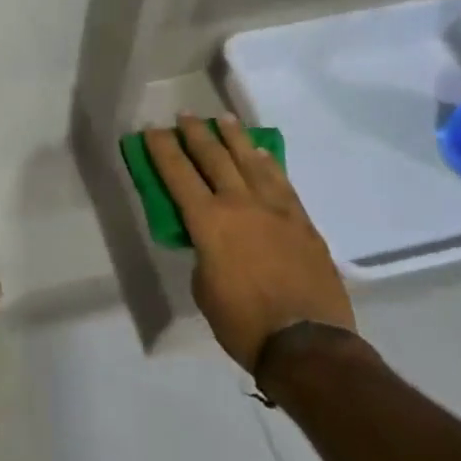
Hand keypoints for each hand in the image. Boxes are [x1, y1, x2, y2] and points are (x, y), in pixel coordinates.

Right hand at [143, 113, 355, 370]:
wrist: (307, 343)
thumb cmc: (243, 322)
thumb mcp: (204, 288)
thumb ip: (204, 253)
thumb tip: (213, 242)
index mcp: (208, 221)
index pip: (178, 174)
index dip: (162, 149)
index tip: (152, 130)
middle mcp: (240, 204)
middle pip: (214, 157)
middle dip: (196, 134)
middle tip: (185, 116)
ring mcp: (276, 209)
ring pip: (251, 161)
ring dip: (234, 138)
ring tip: (224, 120)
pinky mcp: (302, 221)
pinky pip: (281, 182)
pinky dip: (268, 162)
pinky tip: (262, 153)